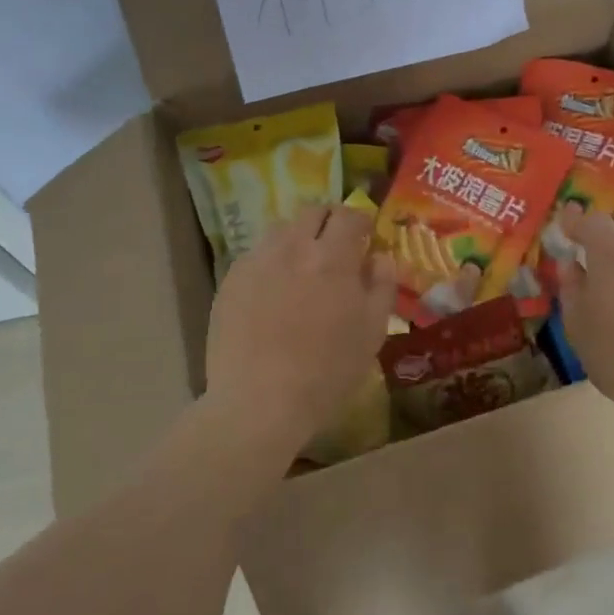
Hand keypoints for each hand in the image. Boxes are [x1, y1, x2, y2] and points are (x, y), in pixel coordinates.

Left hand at [205, 205, 397, 435]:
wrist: (259, 402)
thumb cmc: (327, 371)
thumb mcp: (372, 332)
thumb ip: (382, 285)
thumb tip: (379, 256)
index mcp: (332, 258)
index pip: (349, 215)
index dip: (361, 221)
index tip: (366, 235)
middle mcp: (292, 248)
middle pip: (312, 211)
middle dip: (329, 221)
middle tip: (337, 245)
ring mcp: (257, 261)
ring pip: (281, 230)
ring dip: (299, 238)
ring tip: (303, 267)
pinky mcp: (231, 280)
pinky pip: (256, 255)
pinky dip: (272, 261)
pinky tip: (275, 291)